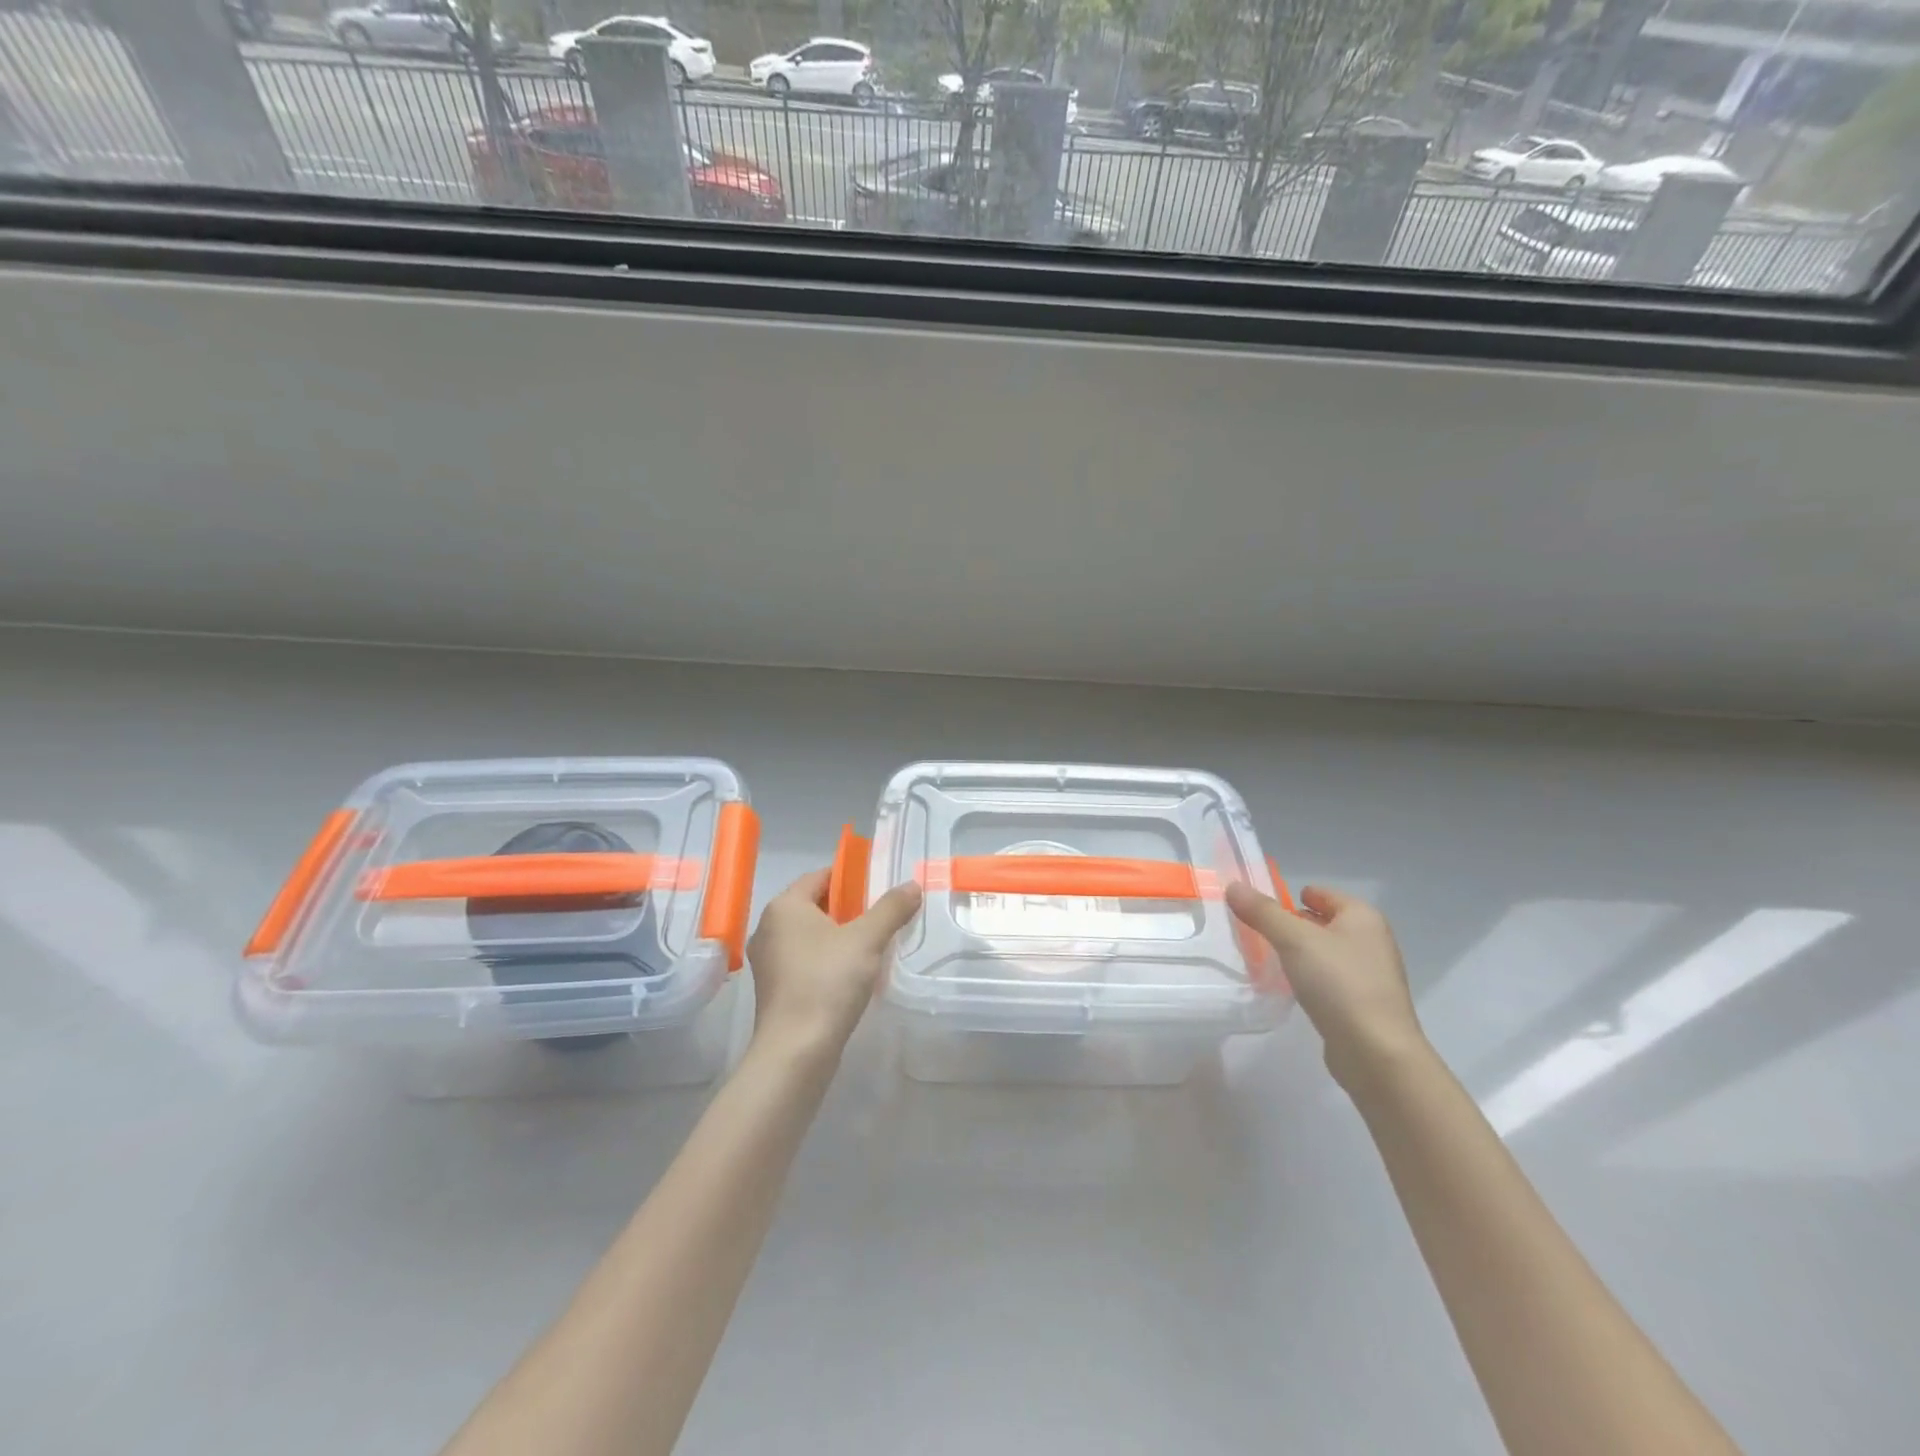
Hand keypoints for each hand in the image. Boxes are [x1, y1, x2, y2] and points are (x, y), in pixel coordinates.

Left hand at [745, 868, 923, 1057]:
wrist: (796, 1051)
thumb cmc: (828, 982)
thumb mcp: (867, 939)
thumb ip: (891, 908)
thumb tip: (912, 885)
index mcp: (784, 907)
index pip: (820, 876)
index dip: (851, 877)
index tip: (880, 887)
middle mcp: (769, 928)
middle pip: (815, 905)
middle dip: (849, 908)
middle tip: (883, 916)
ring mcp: (768, 961)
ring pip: (810, 935)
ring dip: (840, 936)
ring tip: (873, 945)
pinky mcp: (774, 989)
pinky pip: (805, 960)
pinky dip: (828, 959)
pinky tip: (853, 974)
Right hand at [1226, 882, 1425, 1088]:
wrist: (1376, 1052)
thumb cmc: (1338, 983)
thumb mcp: (1293, 940)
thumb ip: (1262, 912)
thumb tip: (1233, 886)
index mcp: (1362, 917)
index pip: (1322, 893)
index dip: (1292, 895)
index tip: (1261, 906)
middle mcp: (1372, 940)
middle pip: (1323, 921)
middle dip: (1292, 925)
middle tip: (1258, 931)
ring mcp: (1371, 974)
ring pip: (1326, 952)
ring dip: (1300, 952)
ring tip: (1267, 958)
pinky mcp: (1364, 1004)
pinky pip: (1330, 979)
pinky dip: (1310, 977)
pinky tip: (1291, 987)